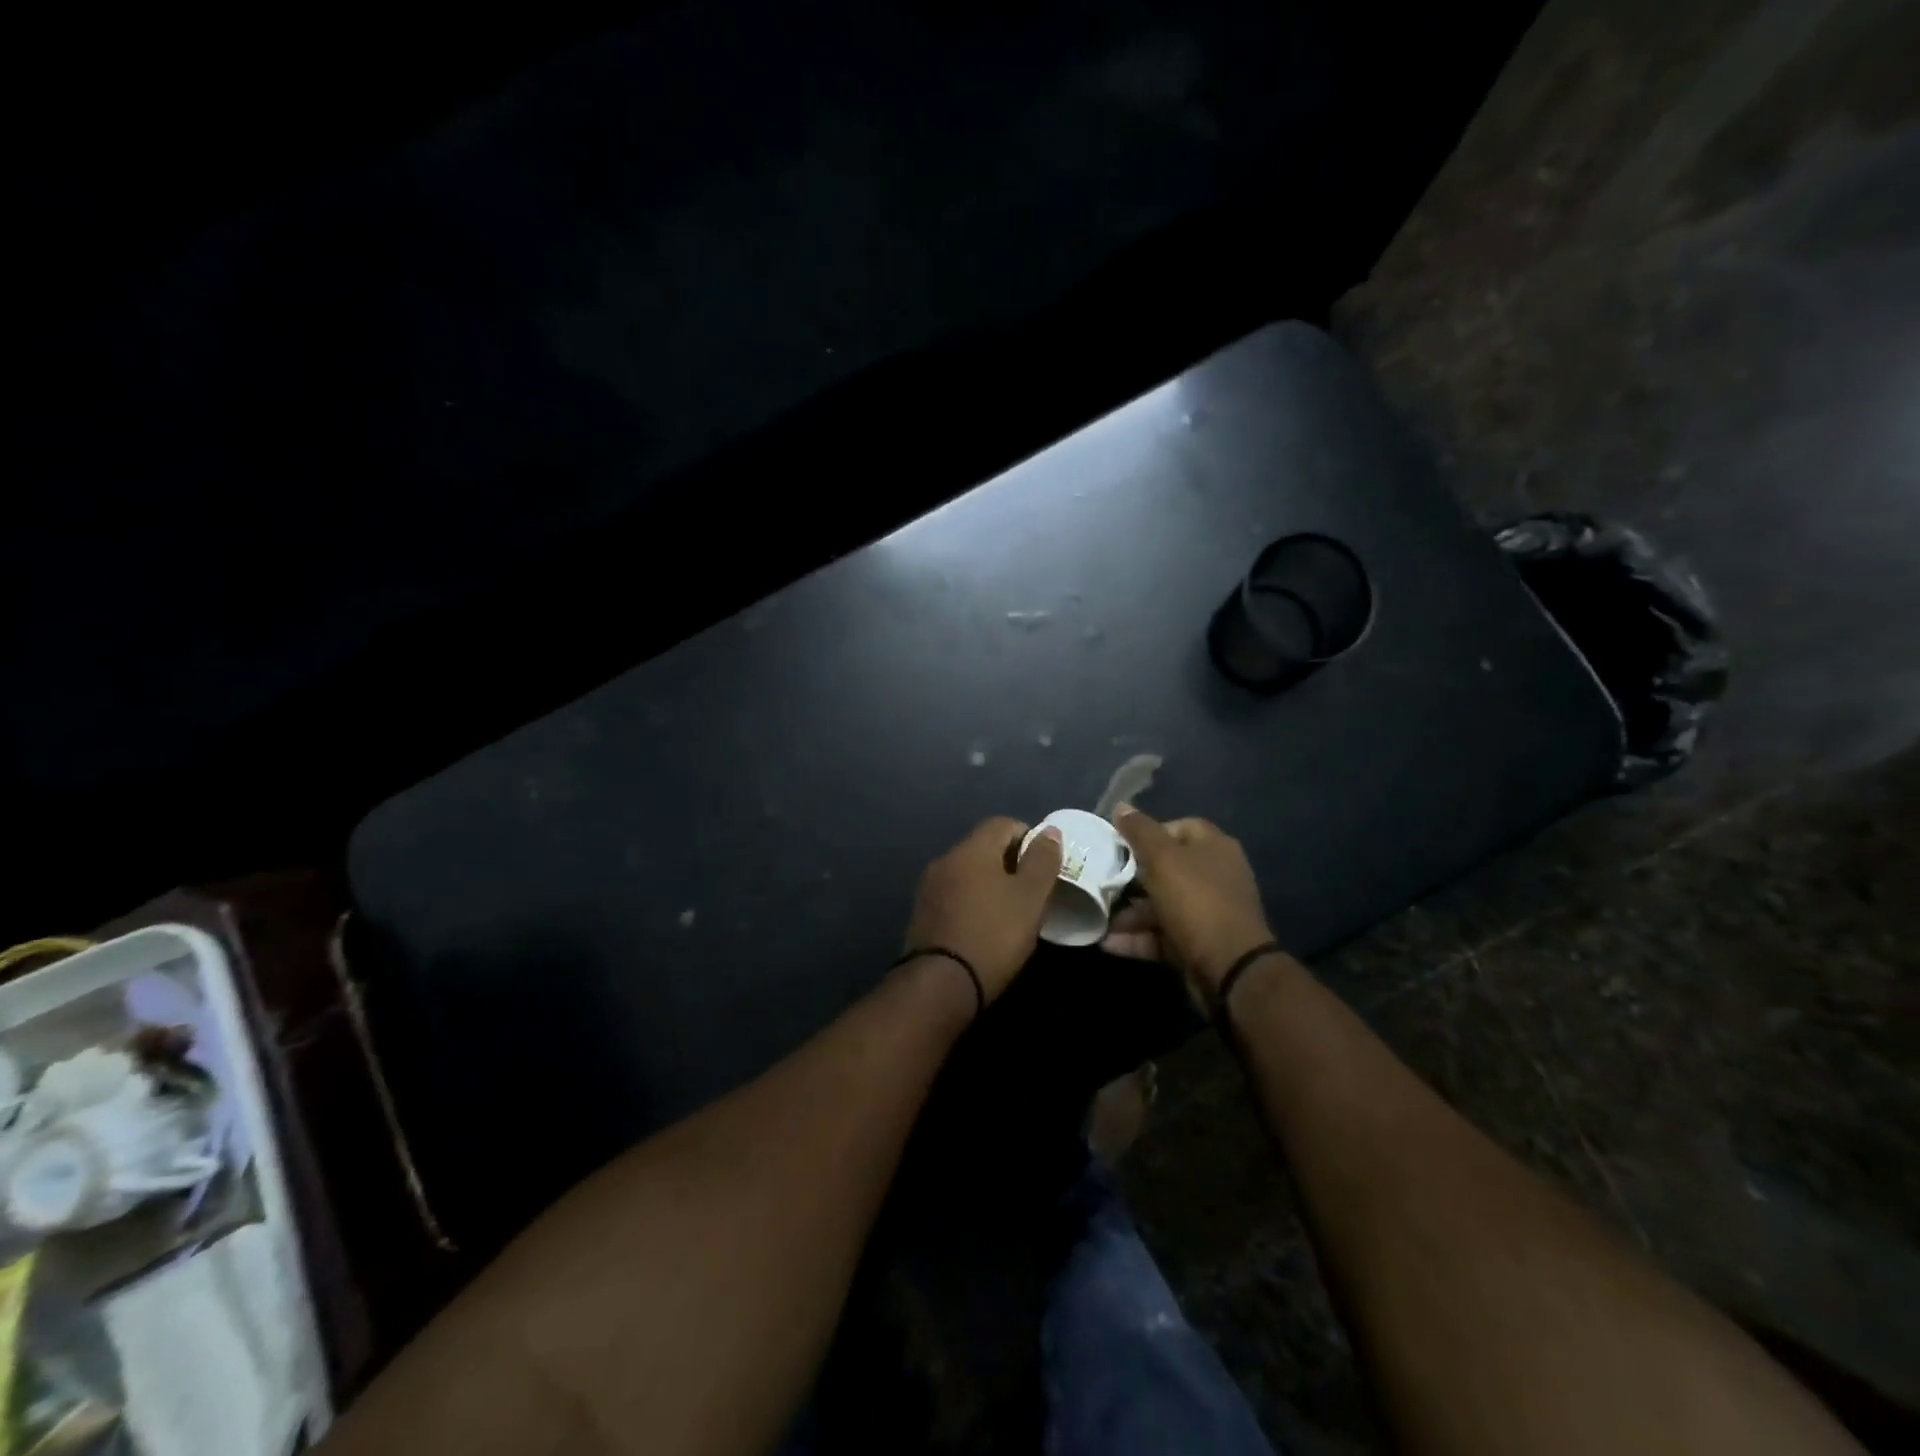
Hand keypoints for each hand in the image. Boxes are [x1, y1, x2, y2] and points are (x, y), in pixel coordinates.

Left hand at [903, 818, 1063, 1003]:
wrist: (940, 984)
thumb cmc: (993, 935)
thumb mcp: (1030, 898)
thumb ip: (1042, 861)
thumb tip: (1049, 831)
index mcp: (971, 849)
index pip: (1003, 823)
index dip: (1029, 838)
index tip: (1044, 867)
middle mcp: (945, 859)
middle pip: (983, 846)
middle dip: (1010, 862)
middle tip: (1031, 892)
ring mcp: (929, 887)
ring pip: (968, 872)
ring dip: (990, 883)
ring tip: (1010, 912)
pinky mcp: (922, 914)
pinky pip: (954, 894)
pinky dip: (972, 901)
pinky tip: (984, 927)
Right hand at [1101, 806, 1275, 996]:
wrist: (1230, 967)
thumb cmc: (1196, 901)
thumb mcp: (1163, 859)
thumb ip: (1140, 831)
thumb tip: (1121, 806)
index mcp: (1214, 848)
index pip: (1180, 828)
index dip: (1150, 833)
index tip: (1121, 845)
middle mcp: (1214, 876)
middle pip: (1167, 868)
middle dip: (1132, 878)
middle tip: (1103, 882)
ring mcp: (1208, 912)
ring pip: (1162, 905)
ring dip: (1130, 913)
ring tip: (1099, 918)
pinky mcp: (1198, 943)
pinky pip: (1162, 935)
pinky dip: (1137, 938)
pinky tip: (1108, 943)